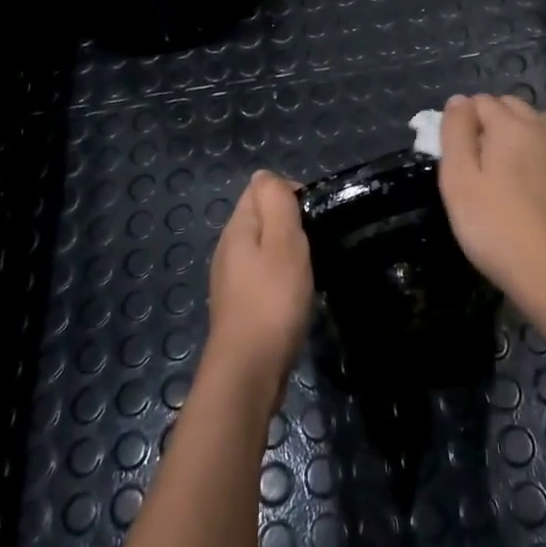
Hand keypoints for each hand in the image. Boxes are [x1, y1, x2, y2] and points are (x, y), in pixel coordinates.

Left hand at [204, 170, 313, 401]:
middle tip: (317, 242)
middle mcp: (228, 248)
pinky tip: (295, 294)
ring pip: (262, 248)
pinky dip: (280, 276)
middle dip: (289, 221)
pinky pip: (262, 275)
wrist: (248, 370)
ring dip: (286, 250)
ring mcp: (231, 279)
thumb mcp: (283, 242)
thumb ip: (275, 203)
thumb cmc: (272, 300)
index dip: (290, 193)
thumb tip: (265, 175)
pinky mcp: (239, 305)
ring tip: (311, 267)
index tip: (315, 216)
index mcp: (237, 228)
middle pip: (260, 217)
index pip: (259, 188)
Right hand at [438, 94, 545, 307]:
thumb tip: (459, 100)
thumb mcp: (459, 181)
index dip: (462, 124)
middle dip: (490, 122)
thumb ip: (455, 133)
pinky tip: (542, 165)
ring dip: (520, 129)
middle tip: (478, 166)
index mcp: (510, 124)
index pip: (478, 102)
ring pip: (538, 118)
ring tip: (509, 167)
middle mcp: (543, 125)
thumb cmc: (498, 229)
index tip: (457, 158)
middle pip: (509, 105)